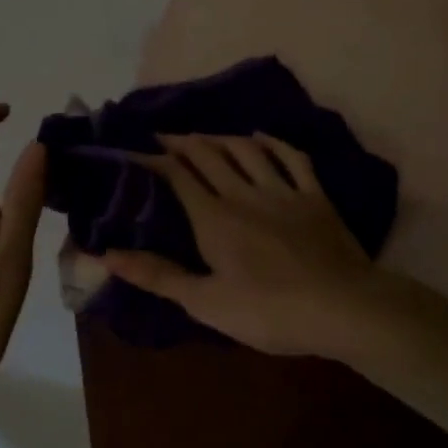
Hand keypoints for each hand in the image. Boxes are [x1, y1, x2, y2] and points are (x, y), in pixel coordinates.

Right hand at [99, 132, 379, 358]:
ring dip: (221, 138)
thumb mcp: (205, 302)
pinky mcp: (315, 196)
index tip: (134, 150)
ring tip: (204, 135)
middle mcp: (244, 193)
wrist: (340, 307)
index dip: (154, 159)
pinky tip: (261, 137)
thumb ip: (157, 275)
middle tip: (164, 136)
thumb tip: (106, 254)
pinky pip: (292, 158)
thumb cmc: (268, 312)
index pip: (177, 175)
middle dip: (182, 142)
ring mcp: (283, 190)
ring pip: (246, 150)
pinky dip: (273, 143)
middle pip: (209, 154)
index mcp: (214, 218)